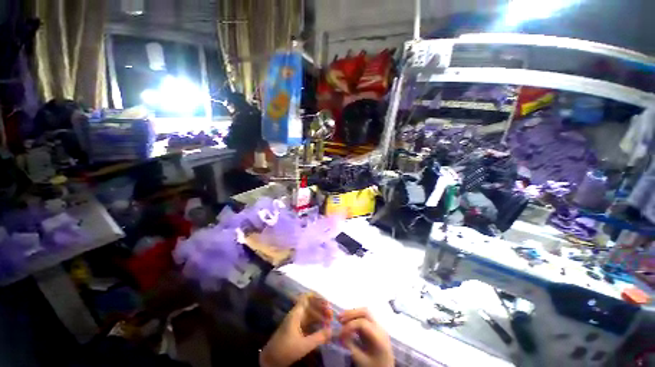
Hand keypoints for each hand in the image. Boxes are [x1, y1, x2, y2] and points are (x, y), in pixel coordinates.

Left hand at [260, 294, 332, 366]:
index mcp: (296, 314)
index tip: (327, 303)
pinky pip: (308, 321)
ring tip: (329, 321)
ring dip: (319, 315)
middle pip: (310, 305)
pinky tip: (322, 327)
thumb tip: (332, 330)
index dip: (317, 297)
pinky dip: (316, 322)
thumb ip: (318, 337)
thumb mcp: (303, 345)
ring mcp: (296, 322)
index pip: (307, 297)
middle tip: (331, 315)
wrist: (269, 360)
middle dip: (321, 307)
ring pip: (310, 313)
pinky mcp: (296, 329)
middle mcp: (296, 314)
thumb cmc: (285, 350)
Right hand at [338, 308, 393, 366]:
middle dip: (351, 313)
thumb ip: (350, 346)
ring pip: (365, 312)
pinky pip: (365, 317)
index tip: (340, 332)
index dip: (350, 325)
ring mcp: (378, 326)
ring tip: (341, 319)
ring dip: (352, 313)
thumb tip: (339, 335)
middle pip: (365, 313)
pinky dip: (355, 317)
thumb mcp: (361, 360)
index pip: (363, 323)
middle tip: (339, 318)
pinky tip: (347, 322)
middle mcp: (380, 328)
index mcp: (379, 337)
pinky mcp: (375, 328)